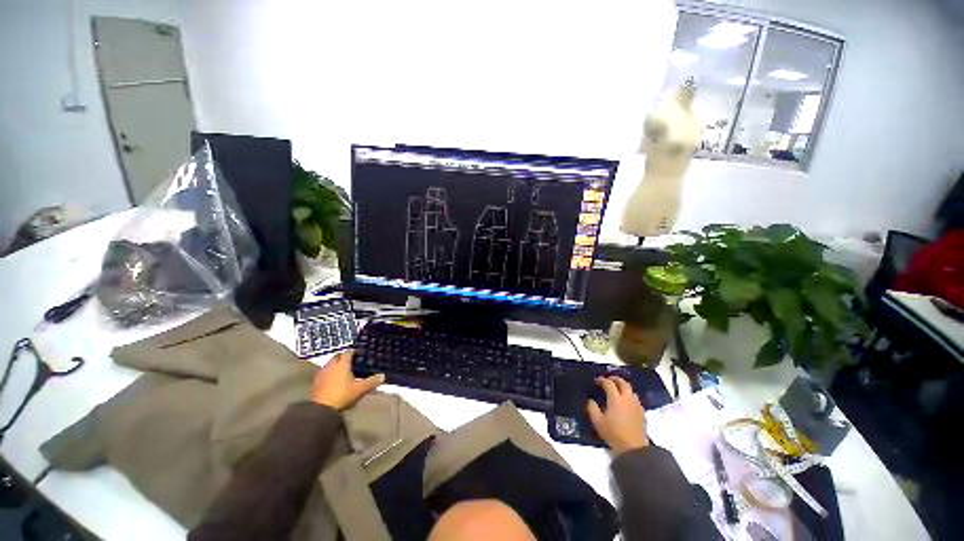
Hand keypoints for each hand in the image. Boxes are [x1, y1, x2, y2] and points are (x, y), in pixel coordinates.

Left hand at [311, 350, 384, 410]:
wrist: (320, 408)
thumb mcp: (359, 389)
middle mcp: (331, 365)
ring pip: (330, 364)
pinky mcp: (316, 381)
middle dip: (343, 357)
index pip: (348, 352)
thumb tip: (382, 376)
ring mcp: (322, 373)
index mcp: (342, 364)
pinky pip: (324, 372)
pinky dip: (329, 373)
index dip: (353, 351)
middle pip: (337, 356)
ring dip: (335, 365)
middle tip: (351, 361)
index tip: (358, 353)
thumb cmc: (342, 395)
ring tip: (342, 370)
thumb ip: (371, 382)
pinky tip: (333, 379)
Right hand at [587, 376, 648, 454]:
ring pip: (630, 389)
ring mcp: (636, 404)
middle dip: (614, 379)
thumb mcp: (597, 421)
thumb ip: (592, 408)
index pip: (608, 383)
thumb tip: (591, 400)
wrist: (634, 449)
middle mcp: (627, 398)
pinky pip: (634, 398)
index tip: (596, 382)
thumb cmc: (614, 434)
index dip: (601, 380)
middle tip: (607, 380)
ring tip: (616, 389)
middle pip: (622, 382)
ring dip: (622, 386)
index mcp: (616, 398)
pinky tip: (624, 402)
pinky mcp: (642, 412)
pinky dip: (628, 395)